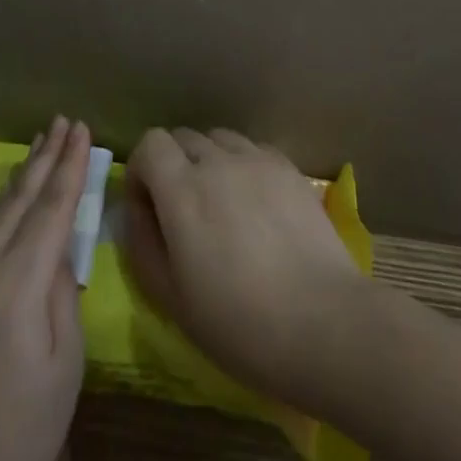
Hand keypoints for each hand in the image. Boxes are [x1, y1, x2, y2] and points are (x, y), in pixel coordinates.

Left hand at [0, 118, 90, 460]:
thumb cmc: (19, 434)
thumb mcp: (64, 367)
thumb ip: (63, 296)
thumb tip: (59, 254)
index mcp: (16, 283)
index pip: (51, 209)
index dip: (70, 167)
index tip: (83, 129)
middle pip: (20, 200)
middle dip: (45, 158)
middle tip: (62, 120)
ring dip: (23, 177)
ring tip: (41, 145)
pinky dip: (4, 207)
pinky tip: (12, 200)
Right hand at [119, 127, 368, 407]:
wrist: (322, 322)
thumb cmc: (238, 323)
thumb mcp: (170, 297)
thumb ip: (142, 242)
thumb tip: (137, 209)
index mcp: (182, 189)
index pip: (150, 143)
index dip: (142, 169)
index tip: (148, 206)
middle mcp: (217, 161)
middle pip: (183, 137)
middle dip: (172, 164)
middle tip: (182, 210)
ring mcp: (257, 160)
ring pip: (219, 139)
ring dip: (209, 161)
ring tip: (221, 204)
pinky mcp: (289, 168)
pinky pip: (253, 150)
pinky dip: (243, 165)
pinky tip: (255, 204)